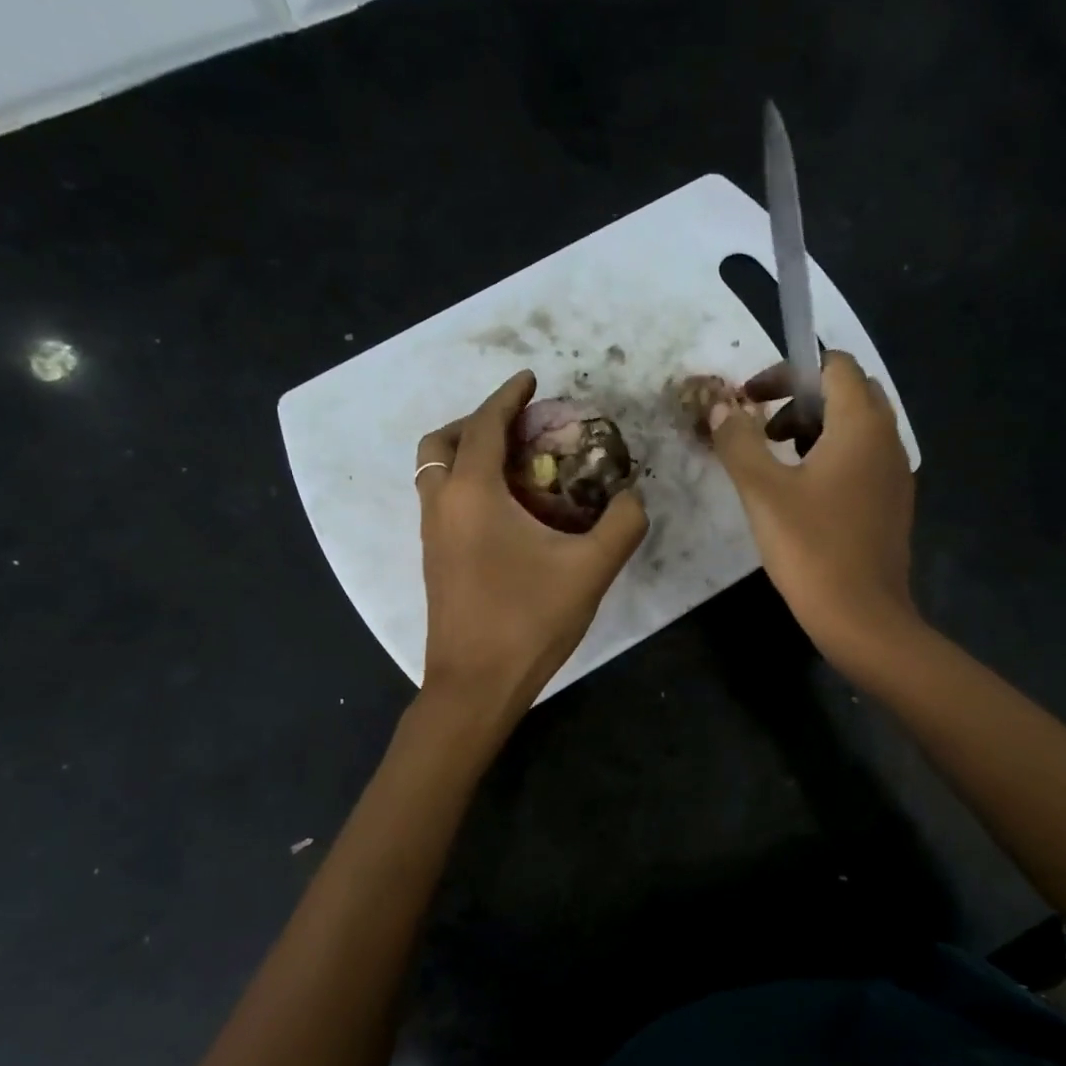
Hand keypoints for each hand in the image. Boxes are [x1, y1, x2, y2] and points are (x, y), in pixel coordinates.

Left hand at [416, 371, 647, 713]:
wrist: (475, 685)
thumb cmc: (528, 621)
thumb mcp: (590, 570)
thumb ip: (622, 524)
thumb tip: (633, 497)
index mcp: (473, 493)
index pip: (487, 425)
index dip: (509, 396)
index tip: (531, 380)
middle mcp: (442, 504)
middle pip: (444, 441)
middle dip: (479, 422)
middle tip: (519, 428)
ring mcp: (432, 534)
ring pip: (436, 472)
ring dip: (468, 454)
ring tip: (515, 465)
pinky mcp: (434, 560)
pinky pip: (442, 500)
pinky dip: (465, 484)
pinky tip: (506, 511)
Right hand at [707, 350, 919, 666]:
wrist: (862, 617)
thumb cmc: (811, 548)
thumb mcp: (762, 491)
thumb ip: (738, 441)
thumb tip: (720, 407)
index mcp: (861, 425)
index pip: (833, 366)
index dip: (789, 372)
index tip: (752, 400)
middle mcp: (887, 439)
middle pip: (848, 393)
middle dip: (801, 400)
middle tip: (765, 429)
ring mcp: (895, 473)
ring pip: (856, 428)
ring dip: (815, 429)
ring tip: (777, 462)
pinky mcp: (892, 503)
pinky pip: (863, 459)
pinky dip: (832, 457)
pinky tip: (802, 495)